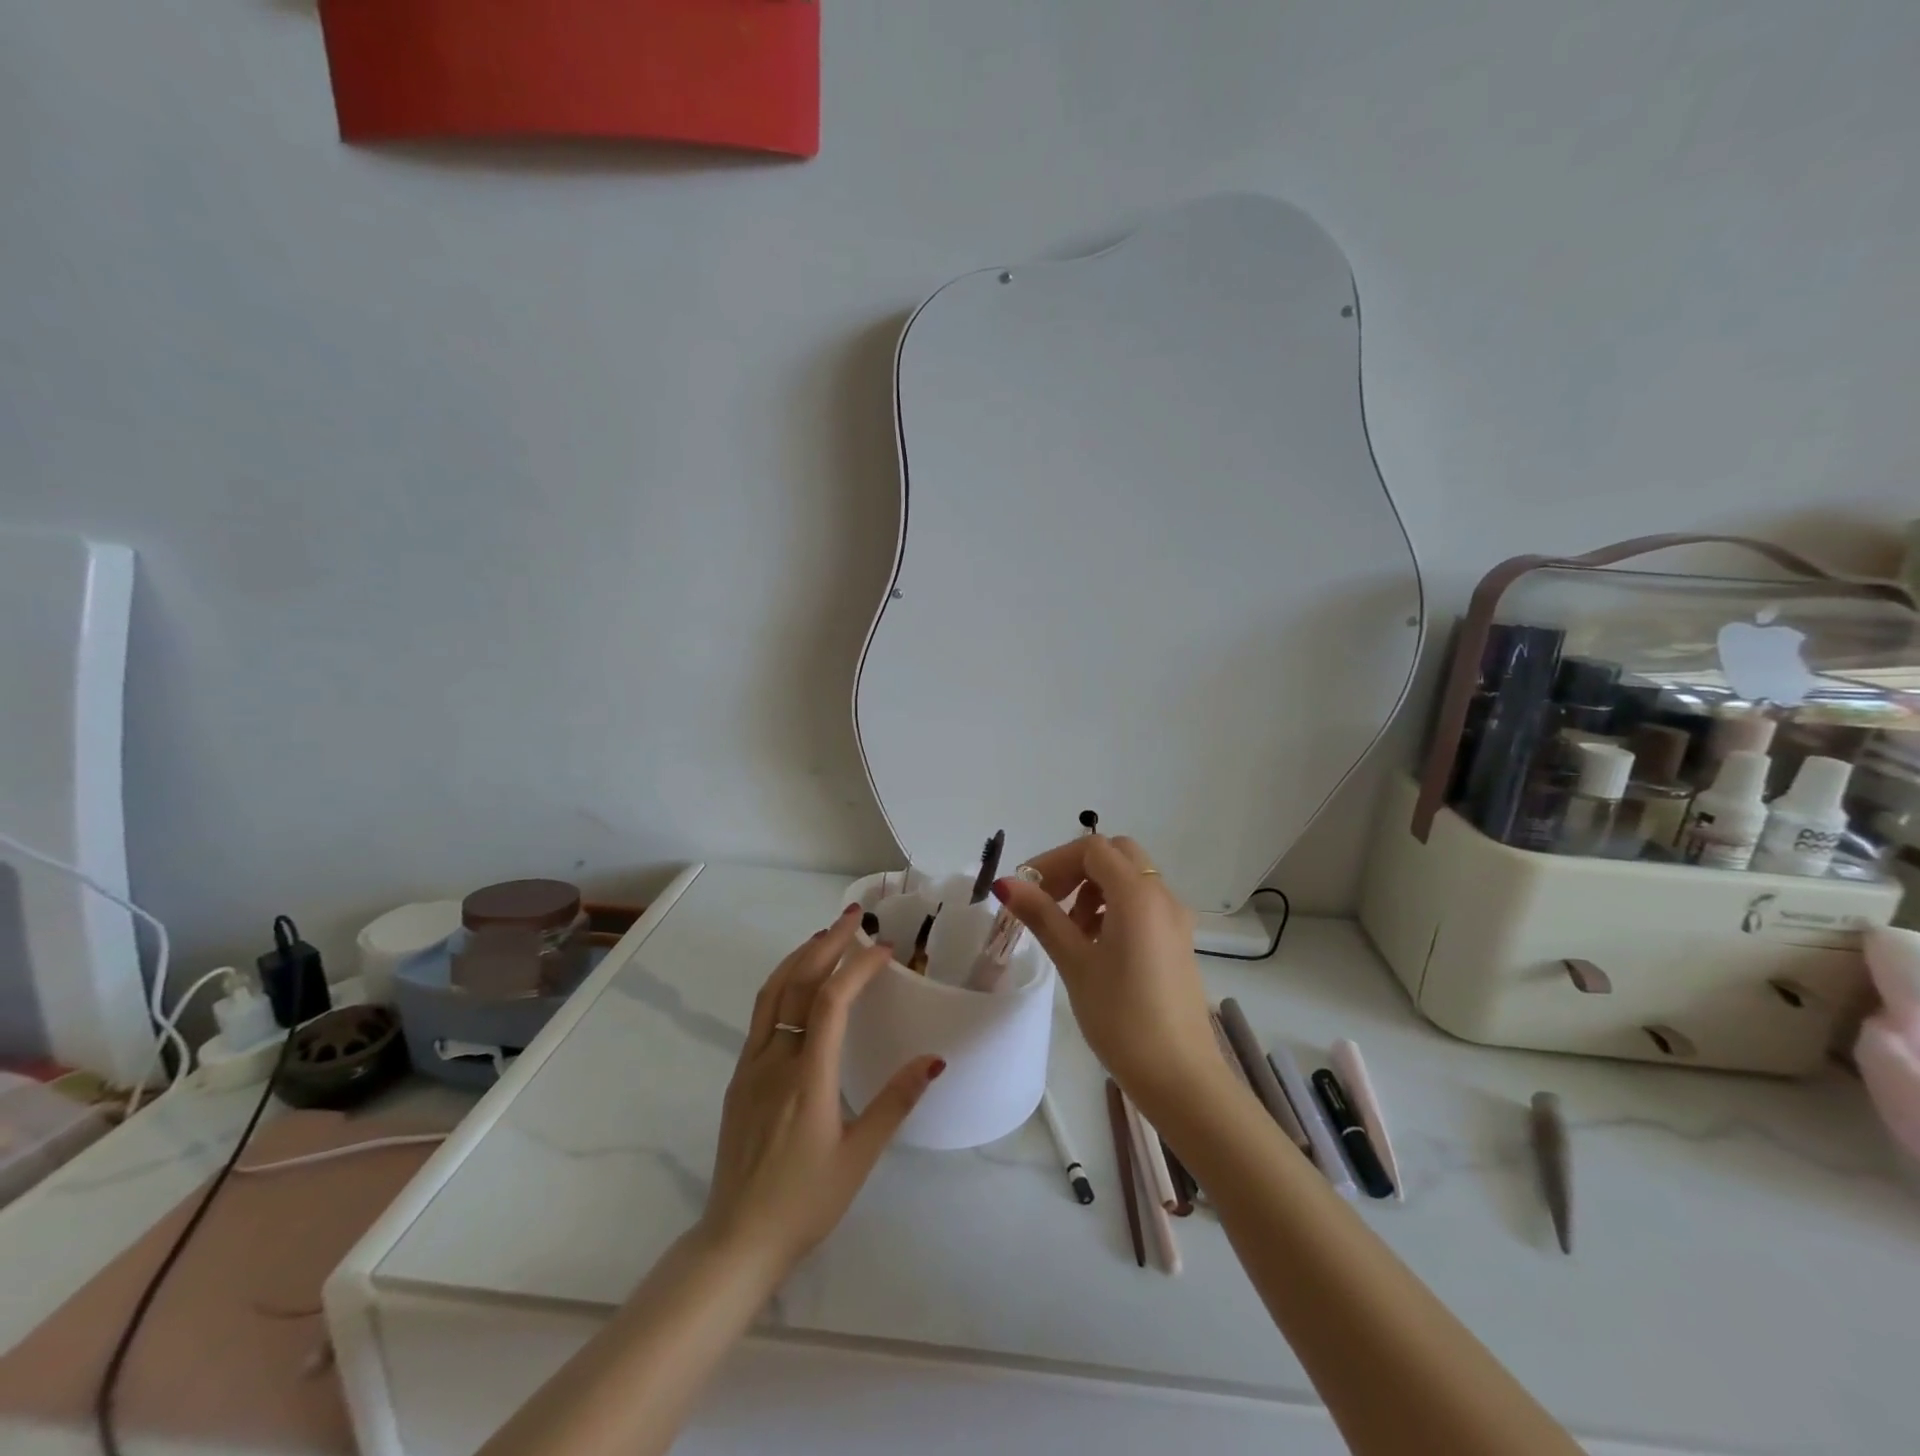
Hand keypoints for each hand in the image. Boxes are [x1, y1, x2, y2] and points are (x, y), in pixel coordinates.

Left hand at [700, 906, 944, 1276]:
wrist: (737, 1239)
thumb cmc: (805, 1202)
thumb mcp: (859, 1157)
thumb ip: (895, 1102)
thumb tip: (933, 1059)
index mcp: (807, 1078)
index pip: (831, 1002)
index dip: (857, 967)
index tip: (885, 949)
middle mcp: (775, 1060)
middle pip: (797, 983)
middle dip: (827, 944)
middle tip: (853, 917)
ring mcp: (751, 1066)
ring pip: (772, 993)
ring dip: (799, 957)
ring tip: (825, 936)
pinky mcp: (740, 1077)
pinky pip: (761, 1014)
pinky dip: (782, 983)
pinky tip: (798, 984)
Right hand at [995, 835, 1220, 1106]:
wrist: (1180, 1077)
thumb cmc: (1122, 1018)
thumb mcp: (1075, 963)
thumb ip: (1043, 916)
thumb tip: (1007, 883)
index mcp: (1138, 894)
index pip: (1092, 849)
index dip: (1054, 861)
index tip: (1027, 889)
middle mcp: (1162, 896)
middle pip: (1116, 855)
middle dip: (1076, 869)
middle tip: (1049, 901)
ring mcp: (1176, 919)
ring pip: (1131, 879)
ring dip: (1095, 889)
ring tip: (1069, 931)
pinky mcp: (1178, 941)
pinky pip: (1143, 904)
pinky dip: (1115, 907)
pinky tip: (1095, 946)